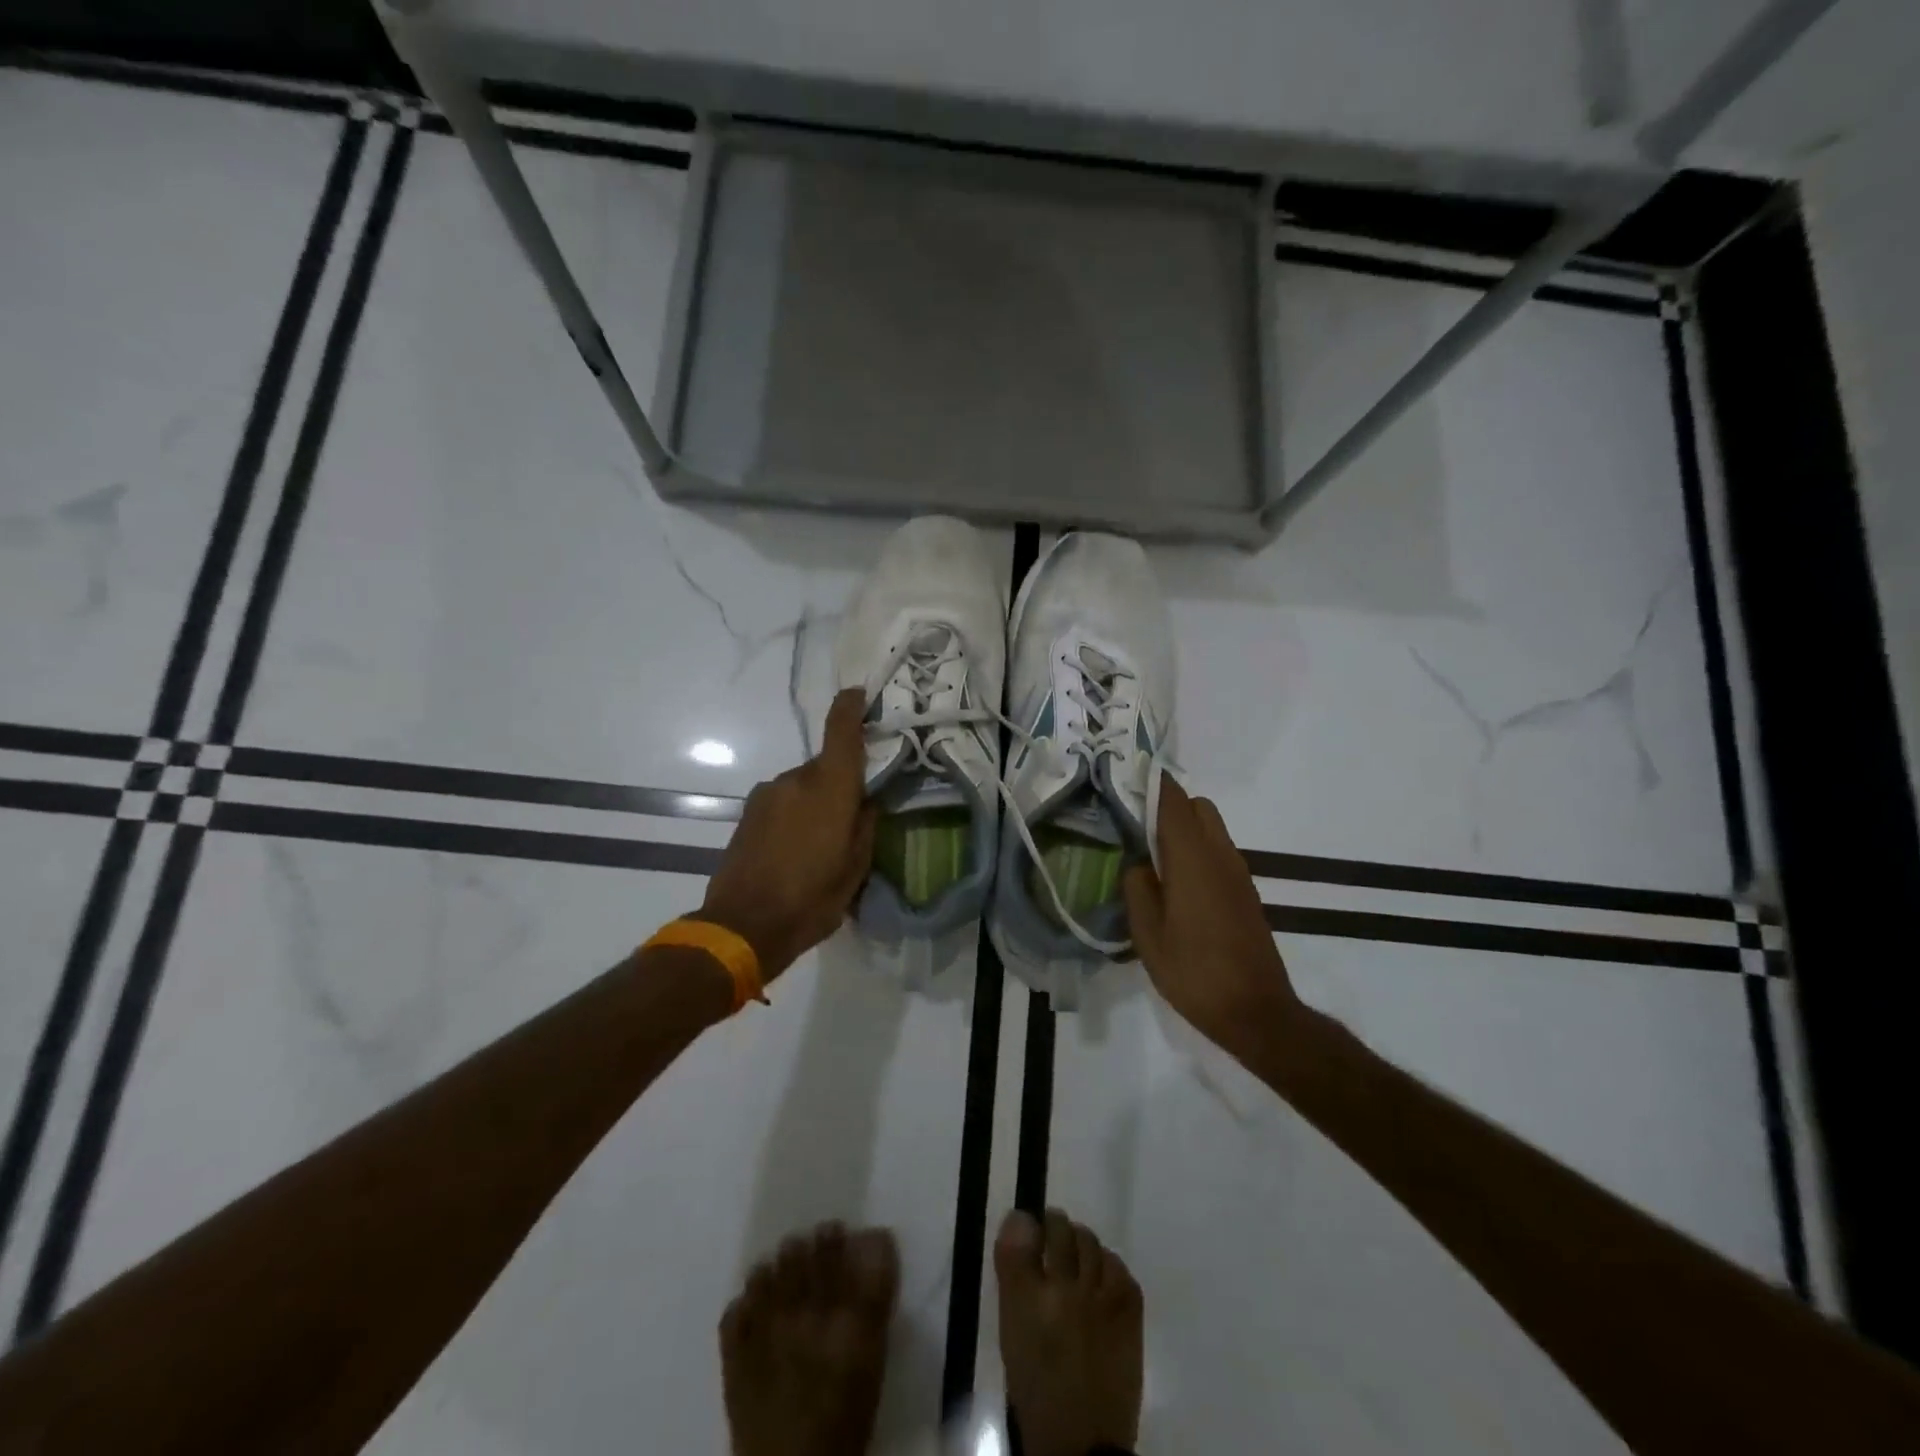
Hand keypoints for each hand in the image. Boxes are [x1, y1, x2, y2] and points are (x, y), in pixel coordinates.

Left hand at [699, 689, 878, 982]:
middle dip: (840, 784)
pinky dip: (793, 815)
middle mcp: (796, 780)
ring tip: (819, 844)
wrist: (742, 927)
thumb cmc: (811, 899)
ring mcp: (767, 795)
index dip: (850, 707)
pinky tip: (794, 851)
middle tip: (850, 819)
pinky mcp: (748, 813)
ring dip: (814, 803)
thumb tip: (866, 802)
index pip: (841, 731)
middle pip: (825, 766)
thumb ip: (865, 826)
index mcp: (830, 789)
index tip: (859, 694)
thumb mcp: (856, 869)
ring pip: (802, 786)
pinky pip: (782, 802)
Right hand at [1123, 780, 1305, 1058]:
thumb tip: (1137, 863)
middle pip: (1197, 806)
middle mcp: (1220, 855)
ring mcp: (1237, 873)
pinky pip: (1217, 852)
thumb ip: (1137, 887)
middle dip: (1167, 805)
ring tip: (1150, 857)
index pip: (1173, 799)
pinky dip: (1196, 851)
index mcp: (1193, 858)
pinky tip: (1175, 884)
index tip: (1122, 780)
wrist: (1256, 1012)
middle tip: (1134, 827)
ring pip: (1210, 828)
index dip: (1149, 783)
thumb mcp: (1148, 933)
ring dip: (1182, 829)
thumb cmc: (1194, 972)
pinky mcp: (1245, 892)